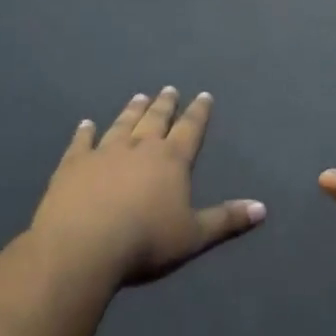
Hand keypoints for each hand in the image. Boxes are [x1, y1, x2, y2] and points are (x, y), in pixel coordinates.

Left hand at [31, 88, 264, 285]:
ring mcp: (104, 152)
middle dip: (165, 104)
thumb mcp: (194, 236)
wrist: (84, 246)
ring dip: (132, 110)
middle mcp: (139, 147)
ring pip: (122, 124)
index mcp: (171, 160)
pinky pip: (82, 142)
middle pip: (156, 119)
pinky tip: (86, 124)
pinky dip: (85, 132)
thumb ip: (226, 220)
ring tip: (139, 96)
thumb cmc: (146, 242)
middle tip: (169, 89)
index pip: (190, 129)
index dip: (198, 112)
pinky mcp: (74, 164)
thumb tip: (262, 208)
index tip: (203, 95)